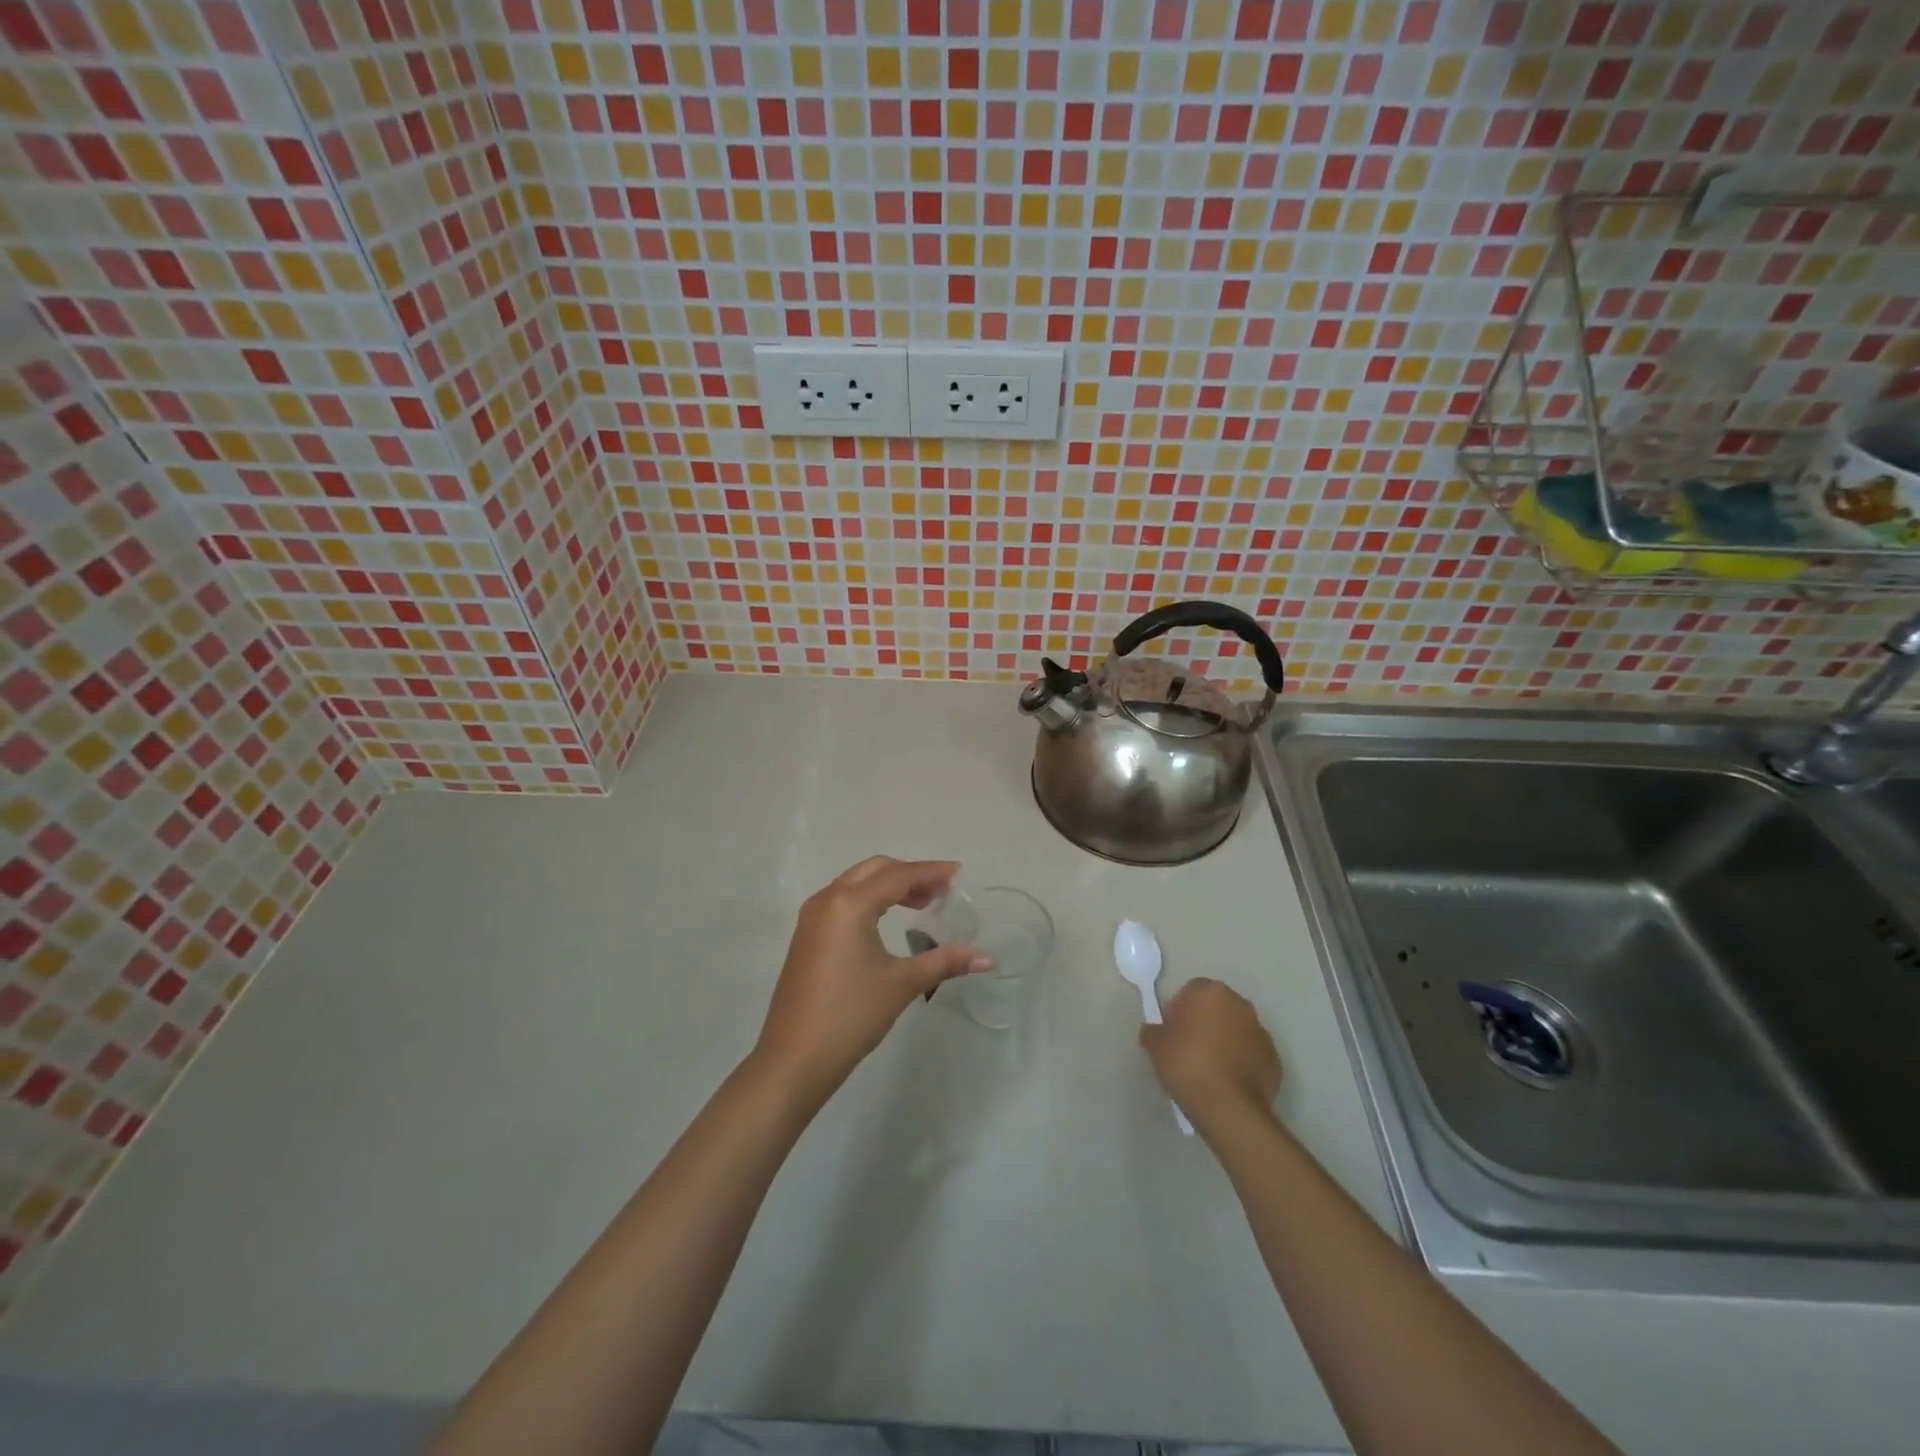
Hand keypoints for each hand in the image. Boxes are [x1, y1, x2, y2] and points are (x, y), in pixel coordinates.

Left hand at [752, 857, 989, 1104]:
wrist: (794, 1059)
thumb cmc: (851, 1015)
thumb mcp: (901, 984)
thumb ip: (945, 962)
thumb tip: (988, 958)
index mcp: (849, 905)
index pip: (897, 876)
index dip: (931, 872)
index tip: (958, 872)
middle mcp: (827, 900)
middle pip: (874, 870)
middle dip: (910, 875)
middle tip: (941, 891)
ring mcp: (812, 918)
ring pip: (856, 883)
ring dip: (889, 886)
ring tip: (922, 904)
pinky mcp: (807, 936)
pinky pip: (843, 901)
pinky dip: (870, 900)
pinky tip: (888, 921)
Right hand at [1140, 978, 1282, 1132]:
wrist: (1228, 1107)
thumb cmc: (1187, 1064)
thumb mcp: (1155, 1045)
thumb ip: (1153, 1031)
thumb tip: (1154, 1032)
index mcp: (1211, 993)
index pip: (1191, 992)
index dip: (1179, 1010)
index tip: (1172, 1032)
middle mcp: (1240, 1005)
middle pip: (1217, 1008)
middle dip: (1204, 1023)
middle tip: (1188, 1049)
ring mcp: (1261, 1032)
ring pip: (1236, 1031)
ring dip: (1225, 1042)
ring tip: (1209, 1070)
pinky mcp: (1274, 1060)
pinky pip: (1251, 1055)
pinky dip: (1241, 1063)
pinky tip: (1226, 1083)